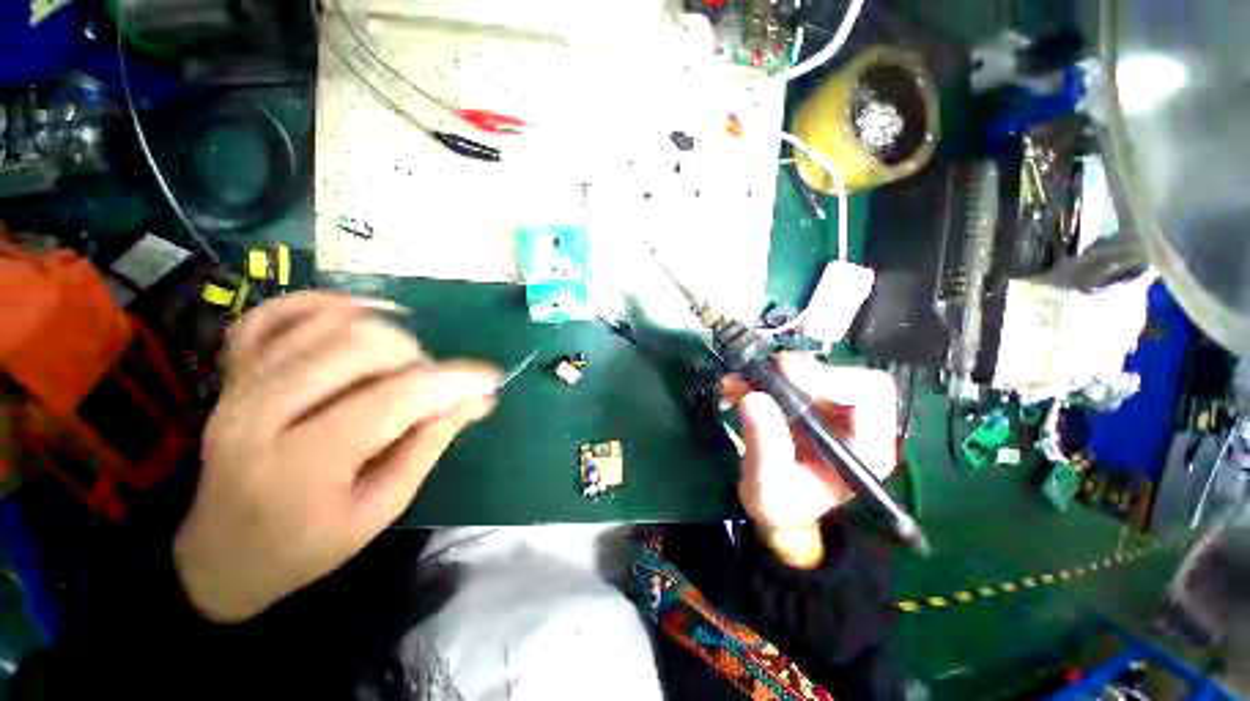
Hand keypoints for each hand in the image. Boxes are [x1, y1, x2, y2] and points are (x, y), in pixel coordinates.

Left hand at [174, 293, 500, 621]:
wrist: (223, 552)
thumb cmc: (307, 544)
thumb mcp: (381, 508)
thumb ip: (430, 444)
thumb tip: (479, 400)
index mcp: (301, 464)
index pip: (395, 398)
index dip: (453, 381)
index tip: (489, 378)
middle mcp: (261, 412)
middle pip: (358, 345)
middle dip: (416, 357)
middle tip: (431, 386)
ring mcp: (239, 384)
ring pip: (327, 322)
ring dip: (384, 332)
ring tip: (402, 363)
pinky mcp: (233, 370)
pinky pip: (276, 313)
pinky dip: (325, 304)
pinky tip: (359, 315)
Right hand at [723, 354, 896, 566]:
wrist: (775, 505)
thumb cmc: (780, 503)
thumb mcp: (767, 484)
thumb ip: (765, 444)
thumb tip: (754, 397)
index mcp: (865, 449)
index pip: (868, 395)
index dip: (830, 378)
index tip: (786, 373)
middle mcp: (857, 424)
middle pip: (841, 375)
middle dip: (797, 371)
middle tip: (760, 372)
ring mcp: (834, 410)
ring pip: (813, 371)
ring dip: (772, 373)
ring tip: (738, 383)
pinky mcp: (810, 402)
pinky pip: (790, 377)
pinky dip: (762, 377)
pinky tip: (738, 387)